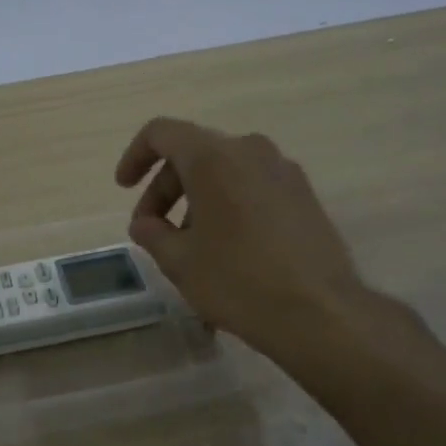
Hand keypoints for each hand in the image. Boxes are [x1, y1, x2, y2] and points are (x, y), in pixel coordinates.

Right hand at [115, 118, 420, 366]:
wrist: (320, 312)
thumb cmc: (237, 281)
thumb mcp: (179, 261)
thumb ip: (152, 233)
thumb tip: (145, 223)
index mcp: (213, 157)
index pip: (161, 133)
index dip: (135, 156)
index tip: (124, 188)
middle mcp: (250, 150)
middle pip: (193, 153)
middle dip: (165, 188)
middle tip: (153, 231)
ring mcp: (283, 170)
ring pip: (225, 170)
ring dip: (197, 198)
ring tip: (190, 246)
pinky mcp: (304, 194)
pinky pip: (252, 185)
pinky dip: (228, 204)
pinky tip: (227, 247)